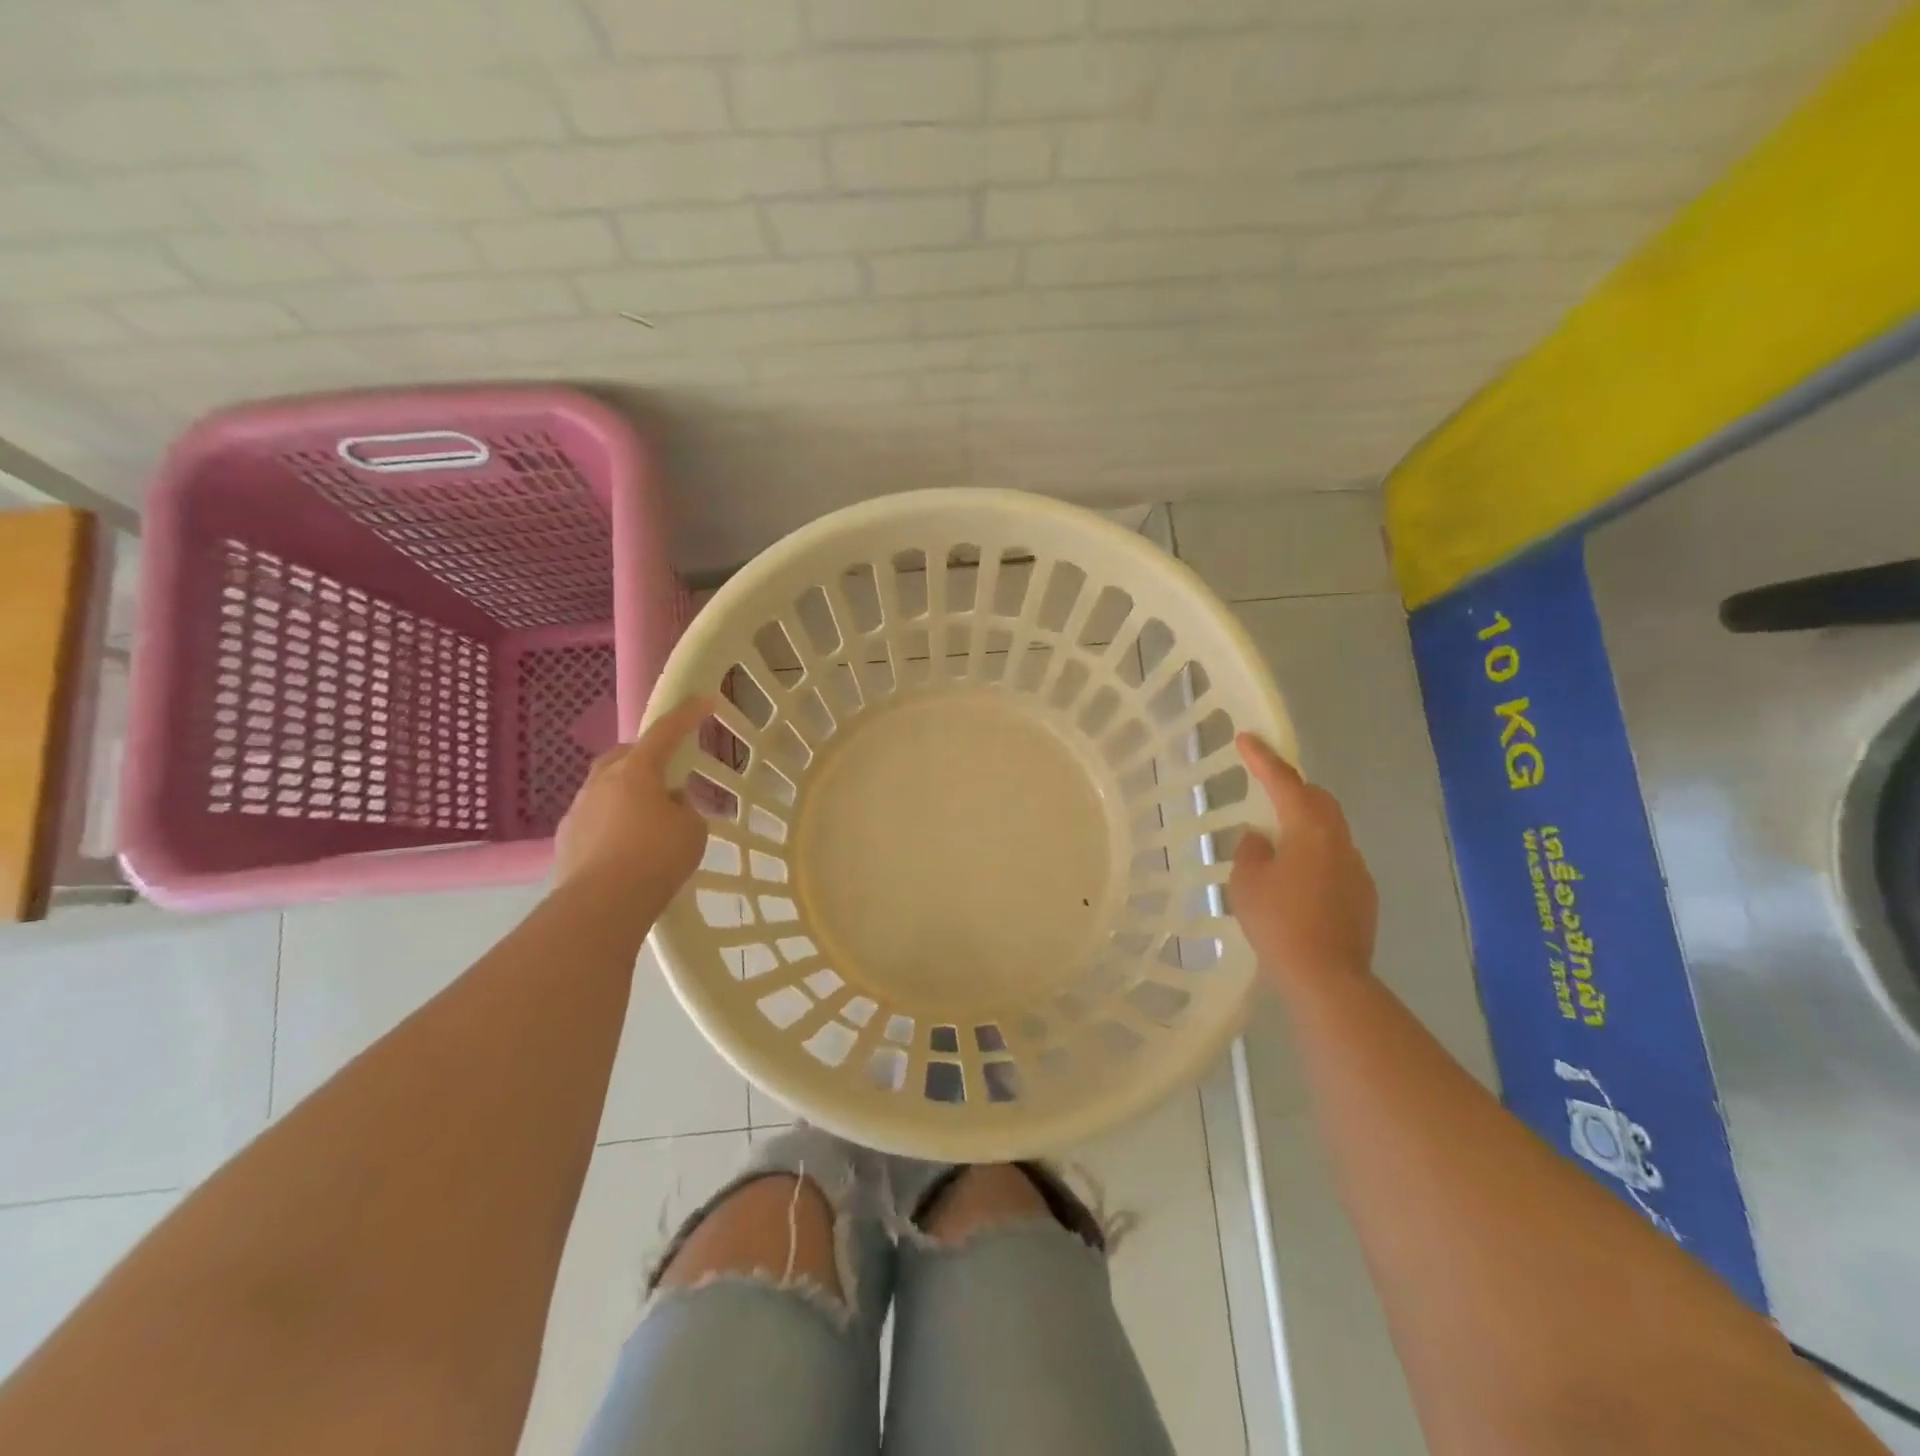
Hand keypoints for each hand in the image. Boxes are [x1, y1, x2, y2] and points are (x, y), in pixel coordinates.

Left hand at [554, 696, 712, 904]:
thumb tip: (668, 806)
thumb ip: (684, 809)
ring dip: (628, 795)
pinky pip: (595, 819)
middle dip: (645, 757)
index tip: (704, 701)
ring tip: (649, 820)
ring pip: (606, 788)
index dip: (687, 716)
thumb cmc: (655, 858)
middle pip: (625, 755)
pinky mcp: (566, 840)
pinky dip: (613, 824)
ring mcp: (578, 810)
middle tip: (667, 774)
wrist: (600, 905)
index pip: (665, 732)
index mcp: (636, 770)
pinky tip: (627, 848)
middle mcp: (601, 782)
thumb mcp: (692, 830)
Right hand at [1230, 733, 1378, 989]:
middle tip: (1266, 789)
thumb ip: (1251, 851)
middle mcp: (1339, 841)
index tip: (1246, 738)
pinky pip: (1336, 859)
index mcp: (1309, 830)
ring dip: (1304, 824)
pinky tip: (1297, 880)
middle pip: (1318, 801)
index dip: (1263, 759)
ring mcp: (1357, 869)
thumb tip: (1261, 838)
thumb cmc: (1279, 922)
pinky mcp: (1363, 895)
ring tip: (1277, 841)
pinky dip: (1315, 855)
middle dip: (1293, 789)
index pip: (1284, 782)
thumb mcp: (1247, 883)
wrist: (1326, 976)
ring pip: (1330, 831)